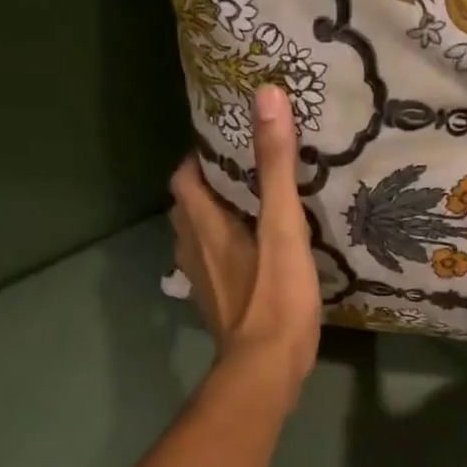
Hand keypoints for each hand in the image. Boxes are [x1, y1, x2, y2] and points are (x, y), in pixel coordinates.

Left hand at [169, 85, 321, 408]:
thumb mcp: (281, 226)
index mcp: (204, 226)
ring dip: (214, 221)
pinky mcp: (218, 307)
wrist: (265, 369)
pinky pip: (214, 267)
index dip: (200, 158)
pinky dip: (226, 252)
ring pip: (197, 240)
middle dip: (208, 187)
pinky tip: (254, 257)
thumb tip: (267, 97)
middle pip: (187, 208)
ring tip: (249, 210)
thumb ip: (275, 166)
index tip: (229, 144)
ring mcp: (204, 283)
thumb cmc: (274, 296)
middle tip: (244, 174)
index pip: (185, 178)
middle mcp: (194, 251)